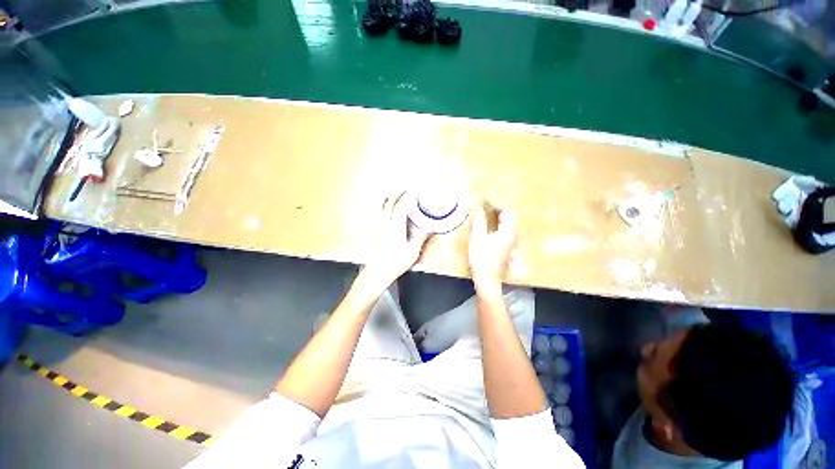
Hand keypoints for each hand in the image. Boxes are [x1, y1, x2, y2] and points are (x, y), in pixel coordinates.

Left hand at [361, 191, 429, 289]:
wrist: (377, 272)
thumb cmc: (396, 262)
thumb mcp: (412, 251)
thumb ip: (421, 236)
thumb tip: (430, 226)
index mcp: (395, 227)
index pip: (401, 206)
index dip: (407, 197)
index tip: (414, 190)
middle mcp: (385, 223)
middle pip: (389, 202)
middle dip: (397, 193)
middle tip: (406, 188)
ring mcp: (378, 225)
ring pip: (381, 206)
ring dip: (388, 197)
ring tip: (394, 192)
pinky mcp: (374, 230)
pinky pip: (378, 212)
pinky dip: (382, 205)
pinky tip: (386, 207)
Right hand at [468, 204, 516, 297]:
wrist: (487, 279)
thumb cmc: (482, 259)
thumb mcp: (477, 238)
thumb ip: (479, 221)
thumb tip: (479, 207)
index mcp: (508, 232)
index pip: (506, 211)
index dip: (496, 204)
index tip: (485, 201)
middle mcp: (513, 236)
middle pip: (509, 217)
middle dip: (497, 210)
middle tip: (484, 205)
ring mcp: (511, 243)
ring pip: (507, 225)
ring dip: (497, 218)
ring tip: (485, 213)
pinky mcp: (507, 248)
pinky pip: (504, 231)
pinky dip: (497, 225)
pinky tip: (488, 227)